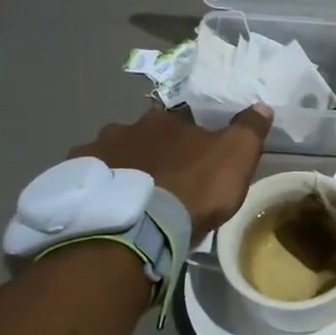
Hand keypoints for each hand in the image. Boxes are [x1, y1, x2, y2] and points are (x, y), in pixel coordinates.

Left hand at [70, 104, 271, 233]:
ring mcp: (94, 154)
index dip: (189, 141)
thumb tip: (261, 106)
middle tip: (163, 183)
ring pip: (113, 157)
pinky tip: (107, 208)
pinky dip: (99, 189)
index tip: (195, 162)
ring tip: (134, 200)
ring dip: (123, 170)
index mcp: (164, 120)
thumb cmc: (194, 189)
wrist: (139, 228)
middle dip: (152, 154)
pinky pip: (89, 180)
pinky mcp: (74, 182)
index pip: (180, 122)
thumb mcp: (237, 157)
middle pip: (142, 137)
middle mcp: (124, 128)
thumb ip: (249, 129)